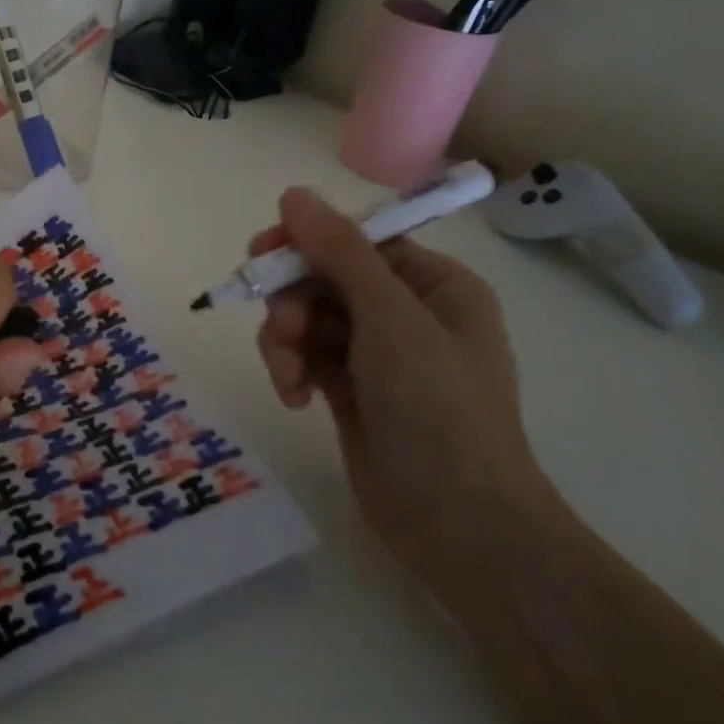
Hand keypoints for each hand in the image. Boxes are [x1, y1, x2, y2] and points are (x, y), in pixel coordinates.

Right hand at [251, 189, 555, 587]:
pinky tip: (294, 398)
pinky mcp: (351, 390)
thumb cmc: (439, 410)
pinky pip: (306, 356)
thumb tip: (293, 194)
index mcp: (433, 284)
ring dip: (286, 341)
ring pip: (307, 318)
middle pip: (324, 278)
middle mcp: (406, 311)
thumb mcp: (390, 320)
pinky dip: (292, 370)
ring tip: (287, 376)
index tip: (262, 256)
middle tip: (282, 331)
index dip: (306, 242)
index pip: (356, 240)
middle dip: (292, 303)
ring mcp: (377, 354)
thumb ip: (339, 252)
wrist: (462, 529)